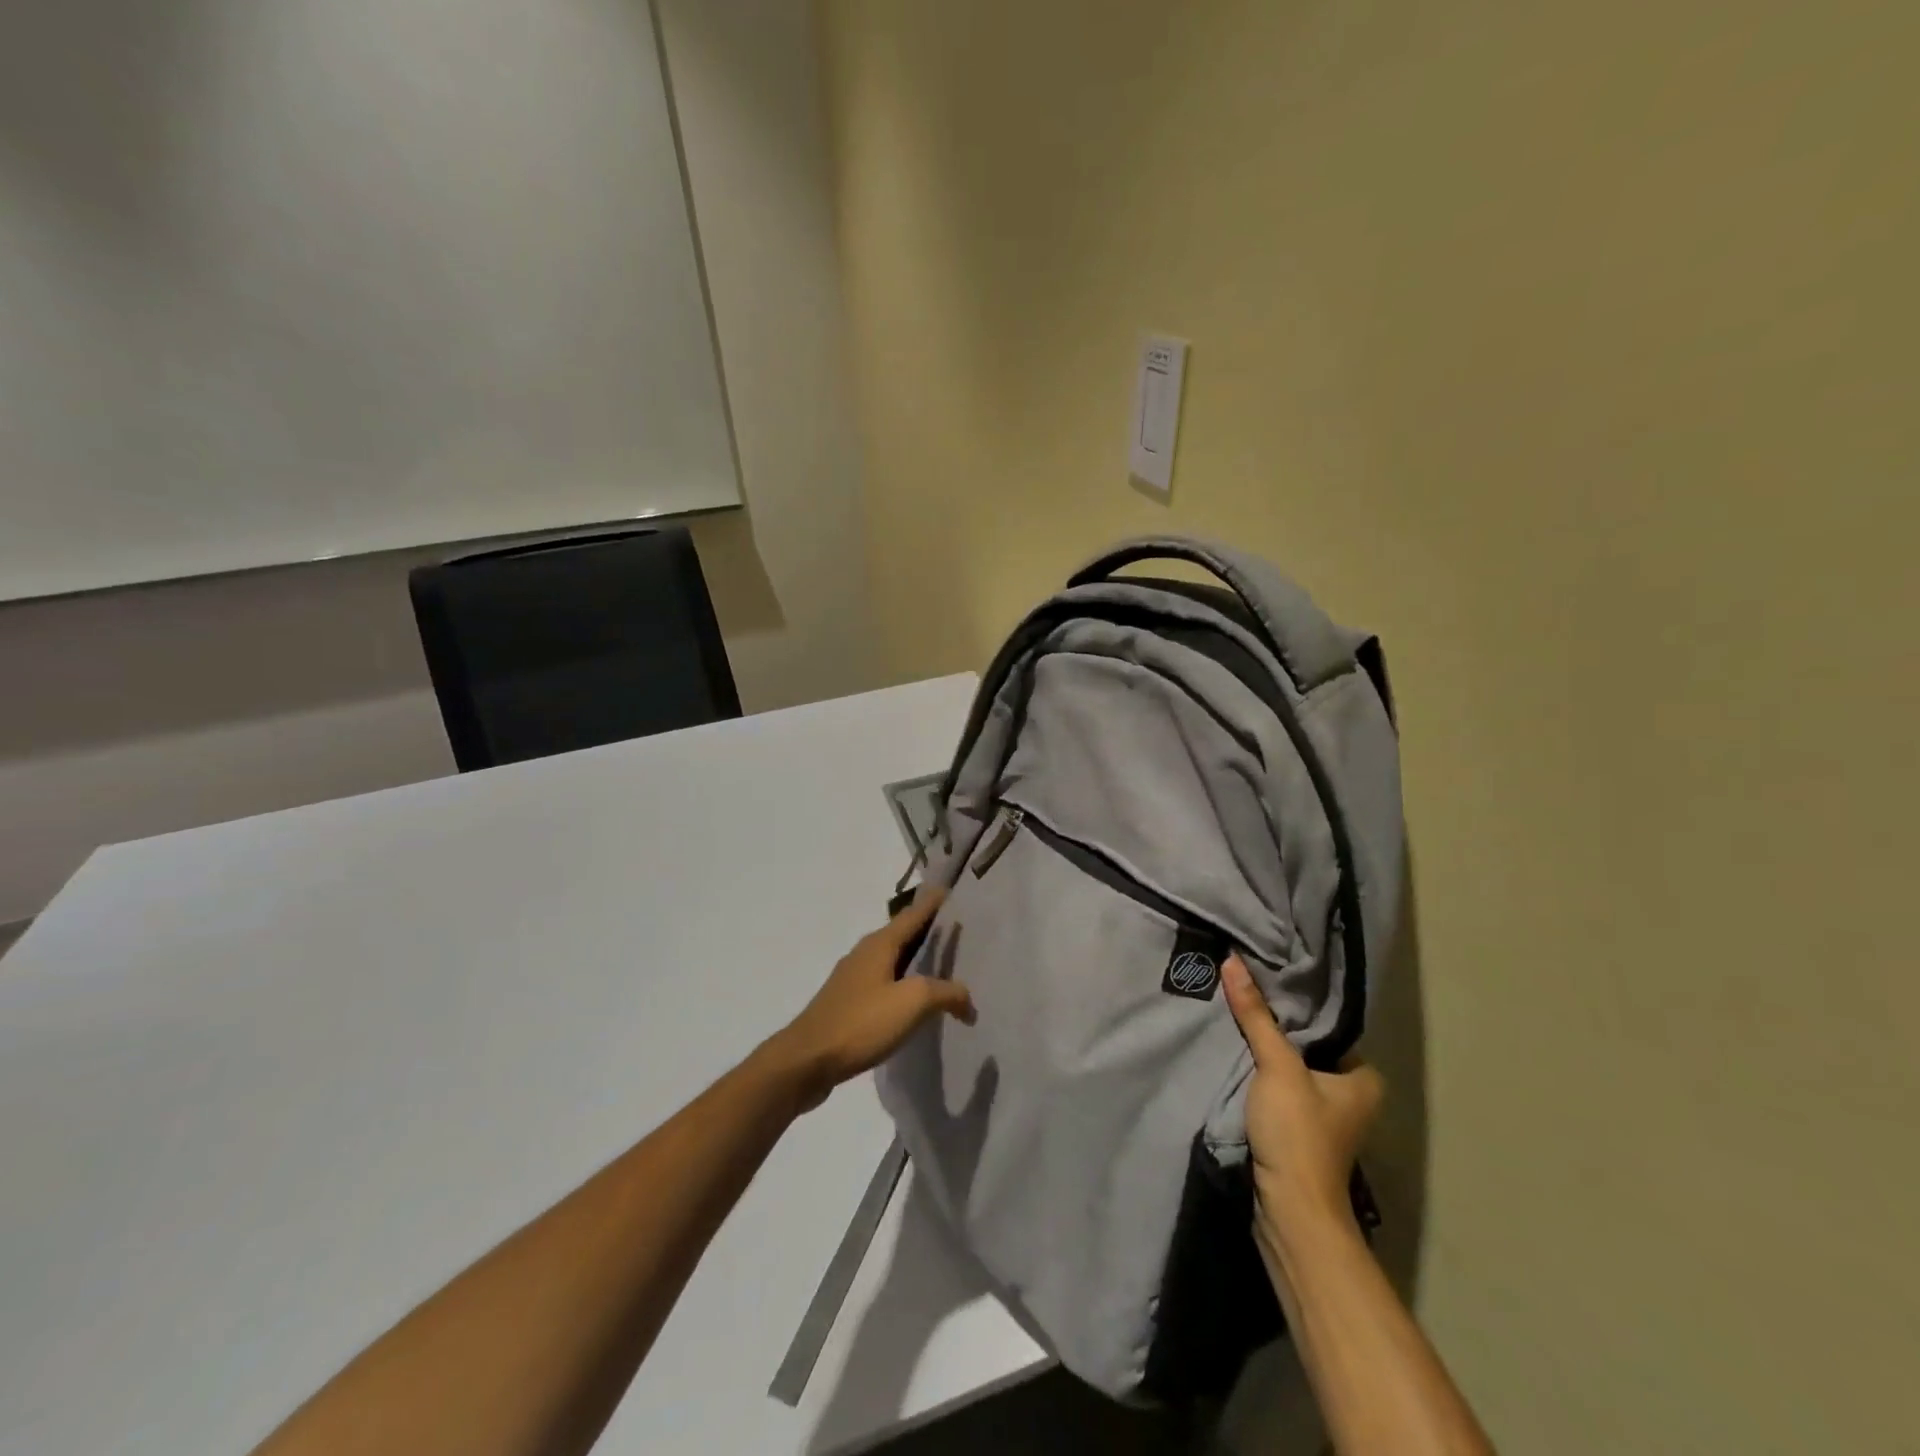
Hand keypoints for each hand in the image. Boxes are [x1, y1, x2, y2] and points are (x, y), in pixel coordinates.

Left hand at [762, 891, 974, 1112]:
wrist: (806, 1061)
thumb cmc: (861, 1022)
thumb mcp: (913, 1002)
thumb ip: (946, 993)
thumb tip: (968, 1001)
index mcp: (880, 943)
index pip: (915, 912)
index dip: (936, 901)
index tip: (957, 891)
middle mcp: (866, 953)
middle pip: (905, 934)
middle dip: (932, 930)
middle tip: (964, 932)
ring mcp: (854, 979)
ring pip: (895, 960)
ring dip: (920, 960)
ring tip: (948, 967)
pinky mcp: (849, 1004)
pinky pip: (886, 983)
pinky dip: (906, 984)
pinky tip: (918, 1003)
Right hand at [1222, 954, 1384, 1251]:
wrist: (1289, 1210)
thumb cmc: (1298, 1133)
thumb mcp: (1277, 1066)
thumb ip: (1256, 1015)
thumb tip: (1233, 960)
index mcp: (1364, 1080)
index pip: (1330, 1028)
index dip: (1300, 1008)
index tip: (1267, 983)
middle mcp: (1352, 1099)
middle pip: (1309, 1049)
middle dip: (1280, 1031)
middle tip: (1246, 996)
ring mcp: (1326, 1121)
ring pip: (1293, 1072)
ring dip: (1268, 1056)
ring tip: (1236, 1020)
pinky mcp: (1300, 1136)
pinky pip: (1280, 1092)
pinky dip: (1262, 1079)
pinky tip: (1238, 1060)